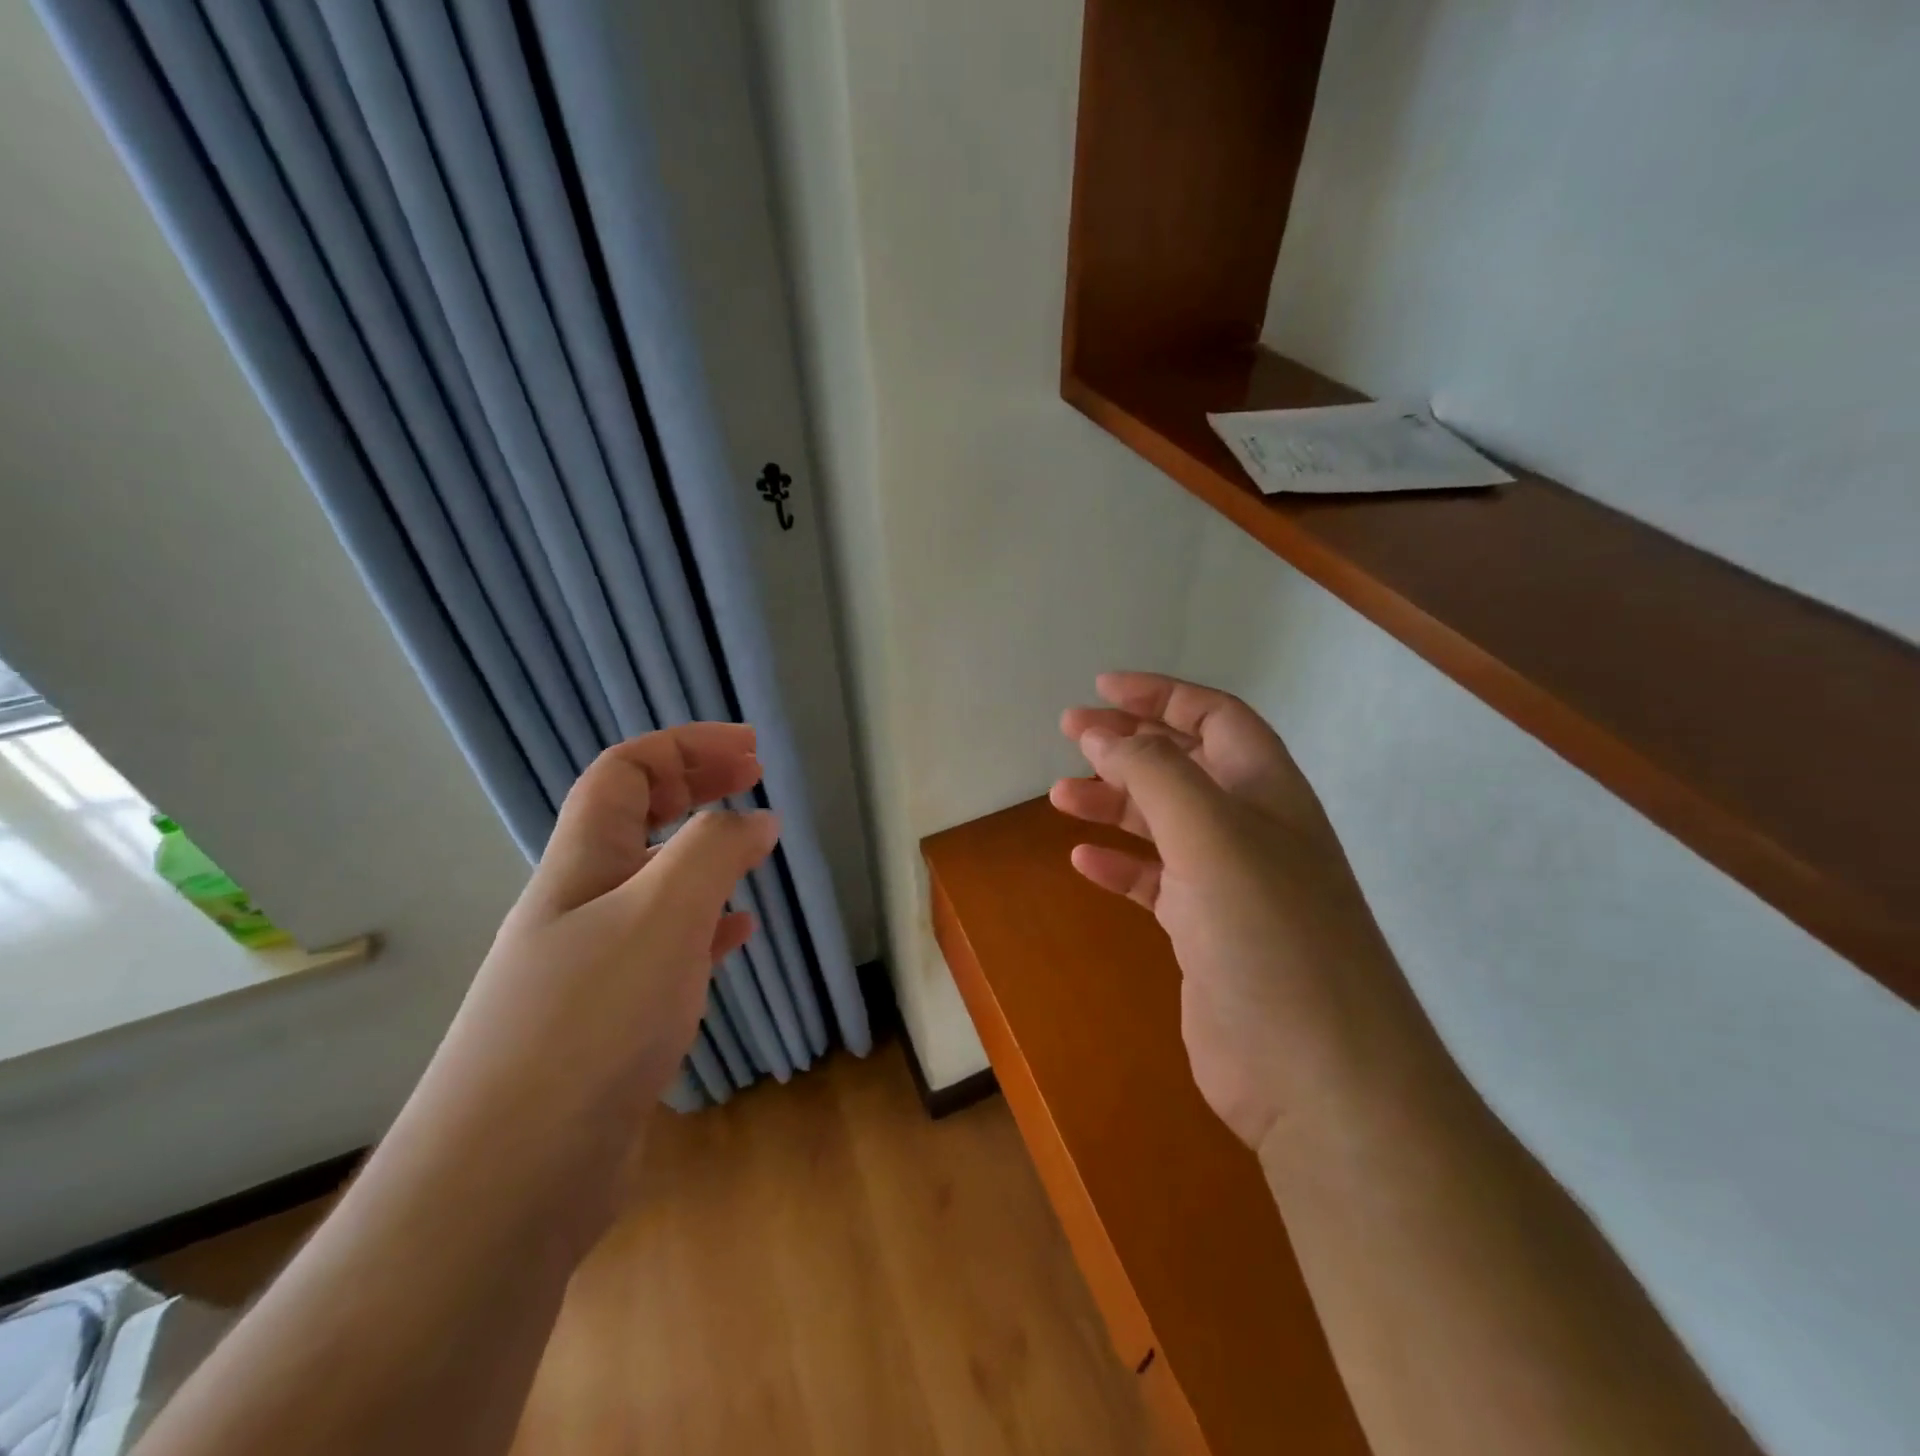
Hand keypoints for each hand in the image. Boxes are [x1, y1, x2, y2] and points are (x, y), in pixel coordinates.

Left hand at [425, 723, 777, 1204]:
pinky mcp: (610, 1020)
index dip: (685, 746)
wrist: (507, 1182)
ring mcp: (591, 965)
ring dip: (702, 854)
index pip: (624, 772)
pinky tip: (735, 934)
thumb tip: (757, 819)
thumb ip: (714, 852)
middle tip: (755, 778)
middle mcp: (579, 905)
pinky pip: (666, 947)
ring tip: (753, 850)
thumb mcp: (661, 914)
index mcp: (580, 865)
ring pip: (653, 883)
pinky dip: (705, 926)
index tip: (751, 750)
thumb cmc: (589, 1024)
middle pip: (636, 818)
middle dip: (696, 786)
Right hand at [1052, 673, 1407, 1150]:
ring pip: (1163, 824)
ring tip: (1060, 796)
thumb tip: (1103, 733)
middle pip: (1185, 765)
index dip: (1161, 695)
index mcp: (1267, 791)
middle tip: (1070, 733)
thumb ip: (1155, 774)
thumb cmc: (1269, 935)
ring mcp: (1230, 885)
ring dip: (1114, 803)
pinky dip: (1120, 866)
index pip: (1215, 718)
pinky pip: (1155, 884)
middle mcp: (1252, 830)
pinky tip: (1085, 861)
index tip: (1101, 689)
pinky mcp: (1206, 936)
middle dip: (1129, 744)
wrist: (1318, 1077)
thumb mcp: (1211, 834)